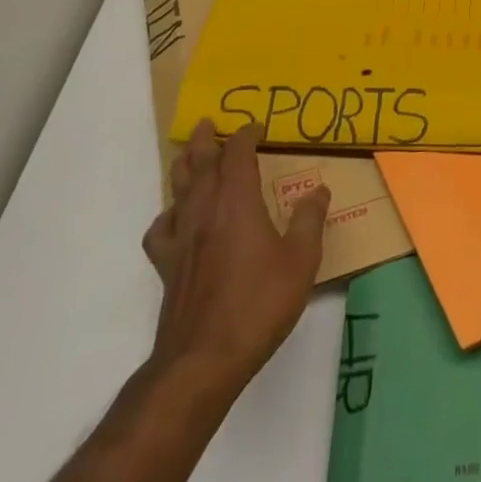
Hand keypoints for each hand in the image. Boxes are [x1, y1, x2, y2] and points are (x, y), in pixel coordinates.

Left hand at [141, 120, 329, 412]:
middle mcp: (205, 213)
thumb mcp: (301, 260)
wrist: (204, 358)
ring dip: (183, 166)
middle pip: (200, 165)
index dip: (245, 137)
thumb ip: (310, 221)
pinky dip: (168, 213)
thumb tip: (319, 190)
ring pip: (178, 190)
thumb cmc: (259, 303)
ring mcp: (181, 240)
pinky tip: (175, 217)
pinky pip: (161, 229)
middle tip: (207, 123)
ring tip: (188, 155)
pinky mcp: (167, 267)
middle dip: (205, 141)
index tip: (257, 127)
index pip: (237, 156)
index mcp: (238, 204)